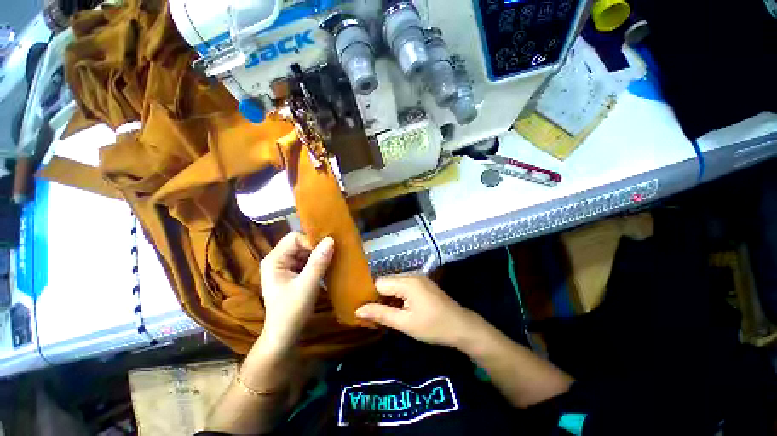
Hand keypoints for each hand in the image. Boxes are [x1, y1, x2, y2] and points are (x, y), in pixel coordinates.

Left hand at [259, 232, 333, 351]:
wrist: (285, 336)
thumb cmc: (291, 312)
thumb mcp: (307, 286)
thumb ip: (318, 262)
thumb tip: (331, 239)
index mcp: (274, 260)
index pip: (295, 238)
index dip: (311, 241)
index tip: (328, 250)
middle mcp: (278, 260)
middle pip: (300, 243)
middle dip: (316, 248)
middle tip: (333, 254)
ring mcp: (285, 267)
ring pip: (305, 252)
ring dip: (319, 255)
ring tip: (332, 260)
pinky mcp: (293, 273)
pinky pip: (307, 261)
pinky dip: (318, 262)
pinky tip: (327, 267)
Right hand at [355, 275, 482, 348]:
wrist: (462, 327)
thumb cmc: (433, 327)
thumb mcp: (405, 323)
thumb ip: (381, 314)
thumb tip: (358, 310)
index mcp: (407, 282)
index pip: (379, 283)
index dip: (370, 296)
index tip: (366, 311)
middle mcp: (411, 275)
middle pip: (387, 282)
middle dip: (379, 297)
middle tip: (374, 315)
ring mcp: (418, 278)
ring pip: (394, 284)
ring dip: (388, 297)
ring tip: (384, 313)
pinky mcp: (422, 283)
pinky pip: (403, 286)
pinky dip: (398, 296)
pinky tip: (398, 309)